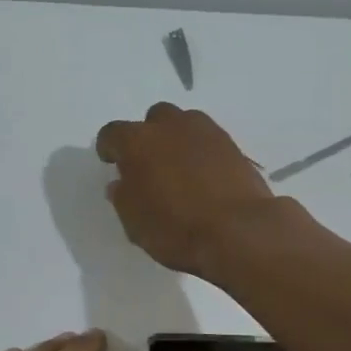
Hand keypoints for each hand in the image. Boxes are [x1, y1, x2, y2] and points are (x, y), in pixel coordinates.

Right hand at [95, 103, 280, 277]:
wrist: (240, 231)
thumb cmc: (176, 228)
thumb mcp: (135, 223)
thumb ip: (123, 197)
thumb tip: (122, 183)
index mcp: (138, 141)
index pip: (113, 133)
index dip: (109, 148)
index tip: (112, 163)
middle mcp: (171, 126)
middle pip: (154, 119)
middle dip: (148, 136)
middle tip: (150, 164)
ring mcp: (207, 132)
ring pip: (185, 124)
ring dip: (178, 140)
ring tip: (179, 169)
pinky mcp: (234, 146)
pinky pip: (209, 142)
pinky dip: (203, 154)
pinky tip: (205, 178)